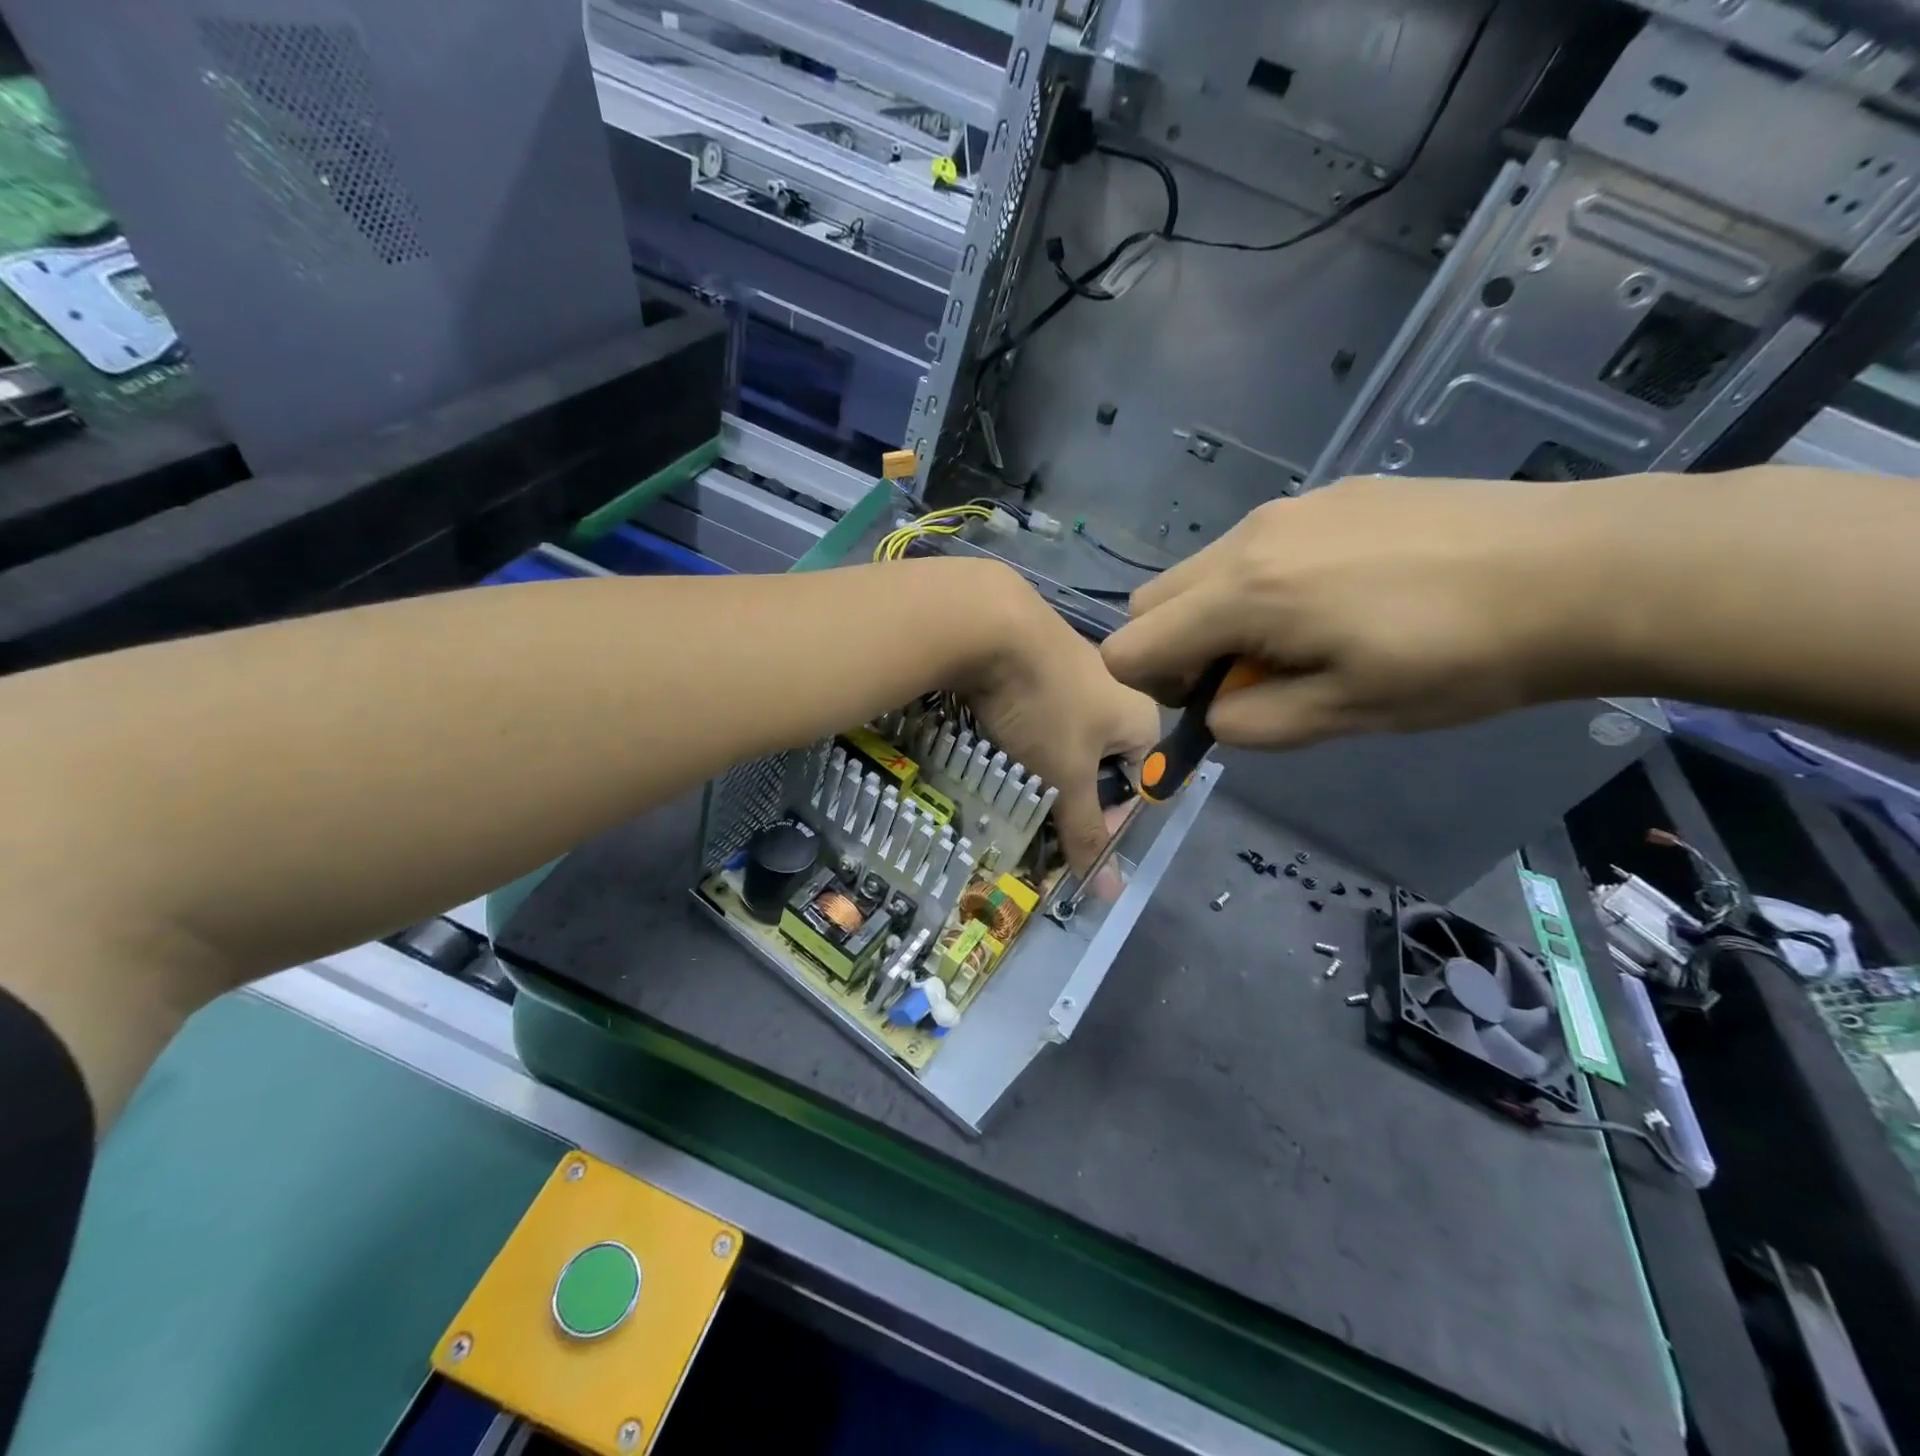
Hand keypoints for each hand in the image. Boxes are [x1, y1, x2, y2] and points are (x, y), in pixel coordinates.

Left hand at [964, 574, 1160, 873]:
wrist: (989, 623)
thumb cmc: (1043, 706)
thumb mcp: (1065, 777)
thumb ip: (1086, 831)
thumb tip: (1112, 893)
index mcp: (1142, 717)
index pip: (1139, 784)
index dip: (1108, 817)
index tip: (1070, 832)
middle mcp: (1117, 689)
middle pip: (1101, 761)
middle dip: (1070, 790)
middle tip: (1038, 806)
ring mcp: (1076, 667)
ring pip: (1067, 735)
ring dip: (1043, 762)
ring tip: (1013, 773)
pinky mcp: (1038, 656)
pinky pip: (1039, 708)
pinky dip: (1023, 729)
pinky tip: (999, 735)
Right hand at [1101, 475, 1591, 750]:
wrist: (1584, 569)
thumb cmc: (1457, 659)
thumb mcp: (1344, 715)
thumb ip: (1250, 723)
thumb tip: (1215, 710)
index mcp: (1243, 594)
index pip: (1129, 646)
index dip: (1153, 689)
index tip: (1218, 702)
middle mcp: (1248, 538)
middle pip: (1152, 602)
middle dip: (1175, 649)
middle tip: (1251, 676)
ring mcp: (1290, 508)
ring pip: (1203, 571)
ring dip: (1219, 616)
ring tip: (1306, 638)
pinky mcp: (1332, 494)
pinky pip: (1256, 546)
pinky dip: (1262, 584)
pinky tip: (1345, 598)